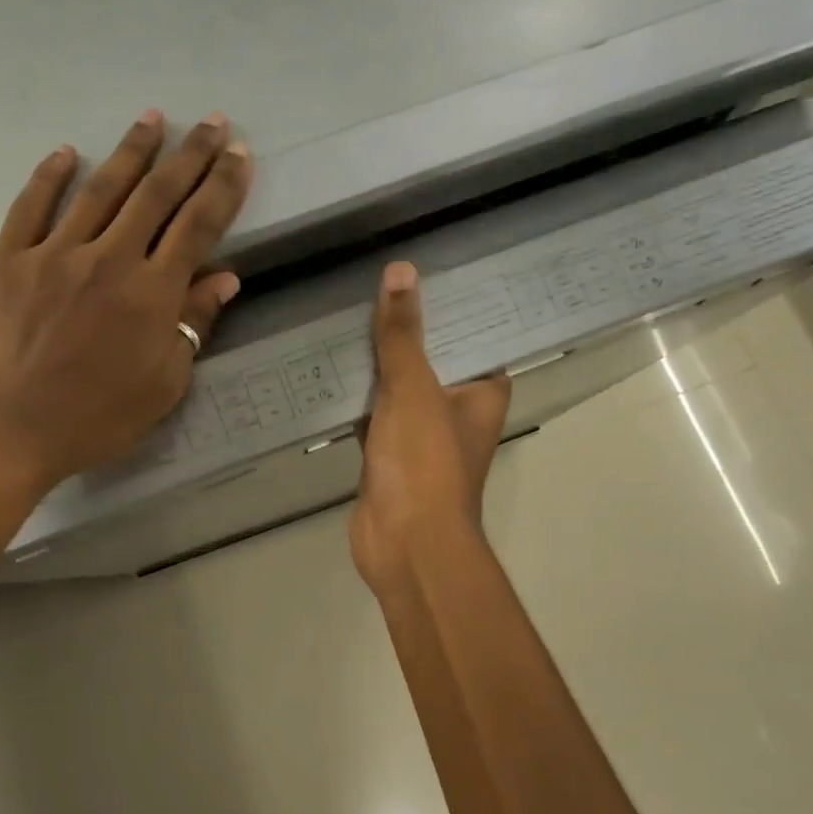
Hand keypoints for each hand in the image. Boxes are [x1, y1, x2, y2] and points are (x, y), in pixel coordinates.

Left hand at [0, 109, 252, 499]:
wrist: (8, 432)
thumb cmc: (96, 420)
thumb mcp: (162, 385)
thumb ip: (192, 326)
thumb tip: (224, 279)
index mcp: (153, 294)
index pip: (198, 226)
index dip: (223, 186)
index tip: (240, 155)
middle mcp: (110, 259)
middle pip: (157, 194)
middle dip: (190, 154)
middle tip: (212, 122)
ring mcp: (55, 254)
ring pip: (101, 189)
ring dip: (132, 150)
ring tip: (154, 118)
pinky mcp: (9, 260)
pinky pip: (31, 206)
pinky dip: (50, 176)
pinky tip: (67, 152)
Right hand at [351, 262, 510, 592]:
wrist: (405, 543)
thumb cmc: (424, 462)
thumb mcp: (413, 388)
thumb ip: (403, 334)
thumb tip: (401, 271)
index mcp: (482, 393)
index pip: (474, 337)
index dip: (453, 306)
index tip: (427, 270)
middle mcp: (457, 411)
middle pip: (432, 360)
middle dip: (406, 330)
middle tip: (376, 283)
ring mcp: (422, 436)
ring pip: (398, 389)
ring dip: (377, 364)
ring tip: (348, 314)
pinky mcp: (389, 456)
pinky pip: (373, 415)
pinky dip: (356, 399)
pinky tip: (330, 369)